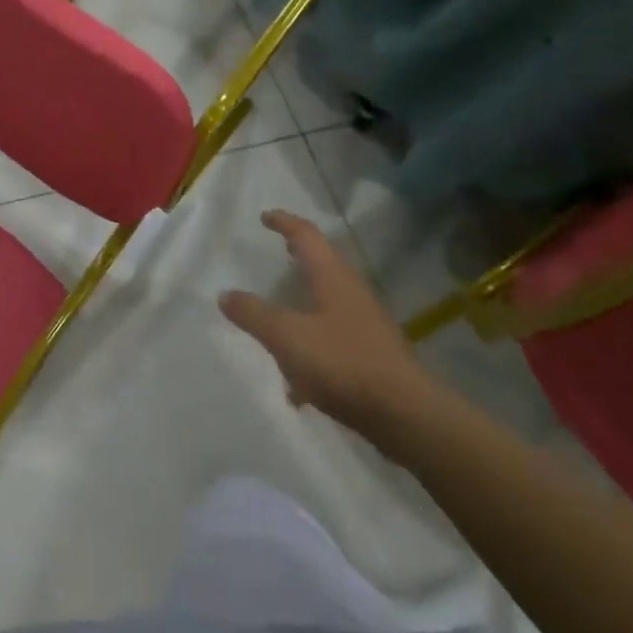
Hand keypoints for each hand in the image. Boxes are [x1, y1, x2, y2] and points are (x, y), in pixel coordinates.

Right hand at [219, 210, 439, 440]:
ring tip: (279, 318)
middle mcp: (352, 294)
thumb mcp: (287, 337)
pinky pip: (333, 341)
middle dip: (299, 258)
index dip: (284, 223)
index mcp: (333, 278)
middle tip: (278, 251)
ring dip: (304, 304)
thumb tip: (225, 294)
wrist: (406, 417)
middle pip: (322, 266)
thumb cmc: (343, 363)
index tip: (265, 216)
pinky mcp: (371, 357)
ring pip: (327, 304)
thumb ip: (254, 314)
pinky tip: (297, 385)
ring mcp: (366, 326)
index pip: (307, 236)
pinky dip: (311, 348)